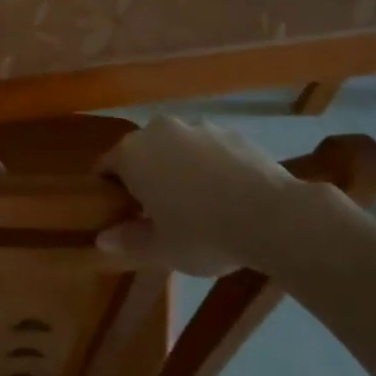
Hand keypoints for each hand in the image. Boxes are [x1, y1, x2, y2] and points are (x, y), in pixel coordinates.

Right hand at [92, 115, 317, 275]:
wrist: (272, 216)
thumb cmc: (203, 234)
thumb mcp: (161, 249)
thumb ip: (129, 240)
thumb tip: (102, 239)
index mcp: (132, 154)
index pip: (105, 167)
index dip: (108, 191)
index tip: (119, 213)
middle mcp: (158, 130)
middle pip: (141, 152)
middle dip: (145, 176)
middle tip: (158, 212)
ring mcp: (197, 126)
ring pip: (176, 147)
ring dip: (178, 168)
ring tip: (198, 204)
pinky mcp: (231, 132)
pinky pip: (209, 149)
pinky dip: (210, 165)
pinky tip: (227, 195)